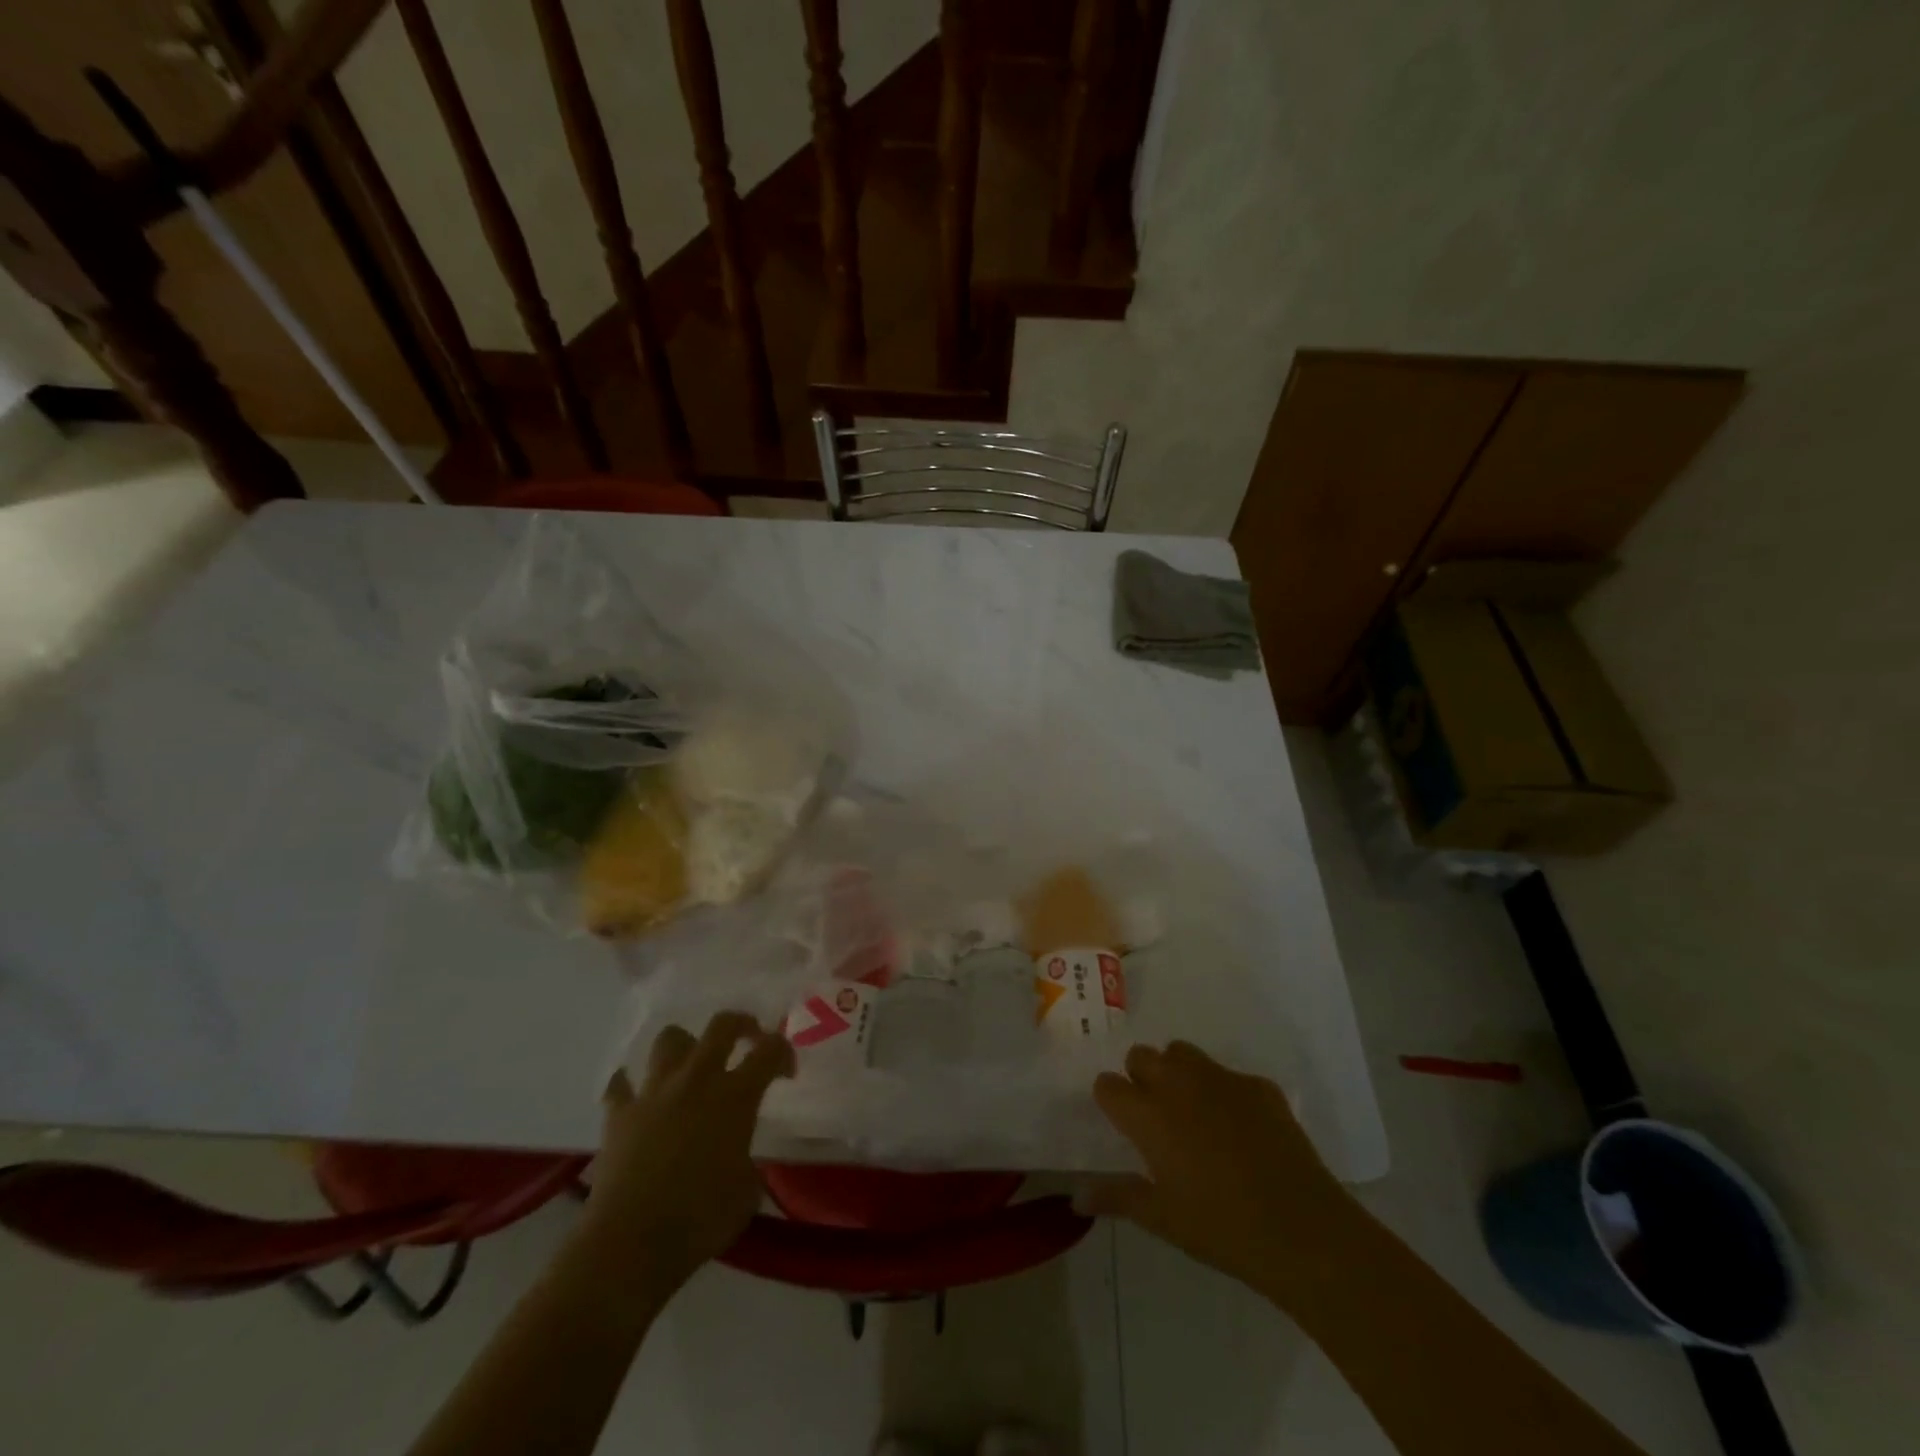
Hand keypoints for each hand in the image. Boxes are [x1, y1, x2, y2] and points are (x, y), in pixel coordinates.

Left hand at [581, 1011, 794, 1290]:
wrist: (631, 1243)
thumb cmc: (700, 1218)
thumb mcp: (747, 1191)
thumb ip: (747, 1159)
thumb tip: (738, 1157)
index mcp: (735, 1095)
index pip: (770, 1050)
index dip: (784, 1053)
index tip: (786, 1073)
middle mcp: (697, 1080)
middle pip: (722, 1025)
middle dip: (741, 1024)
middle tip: (748, 1039)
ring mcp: (654, 1092)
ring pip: (670, 1039)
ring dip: (684, 1047)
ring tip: (691, 1066)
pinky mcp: (619, 1114)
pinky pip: (621, 1085)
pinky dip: (629, 1085)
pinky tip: (636, 1096)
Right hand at [1082, 1041, 1354, 1300]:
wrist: (1303, 1231)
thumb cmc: (1222, 1228)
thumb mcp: (1162, 1218)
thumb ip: (1117, 1197)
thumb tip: (1076, 1196)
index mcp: (1149, 1115)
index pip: (1108, 1085)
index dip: (1110, 1101)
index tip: (1121, 1122)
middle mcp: (1179, 1084)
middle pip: (1142, 1056)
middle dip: (1141, 1077)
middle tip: (1156, 1117)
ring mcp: (1221, 1080)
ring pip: (1182, 1053)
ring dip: (1177, 1073)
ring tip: (1192, 1112)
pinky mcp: (1258, 1085)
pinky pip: (1228, 1075)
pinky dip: (1224, 1093)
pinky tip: (1241, 1130)